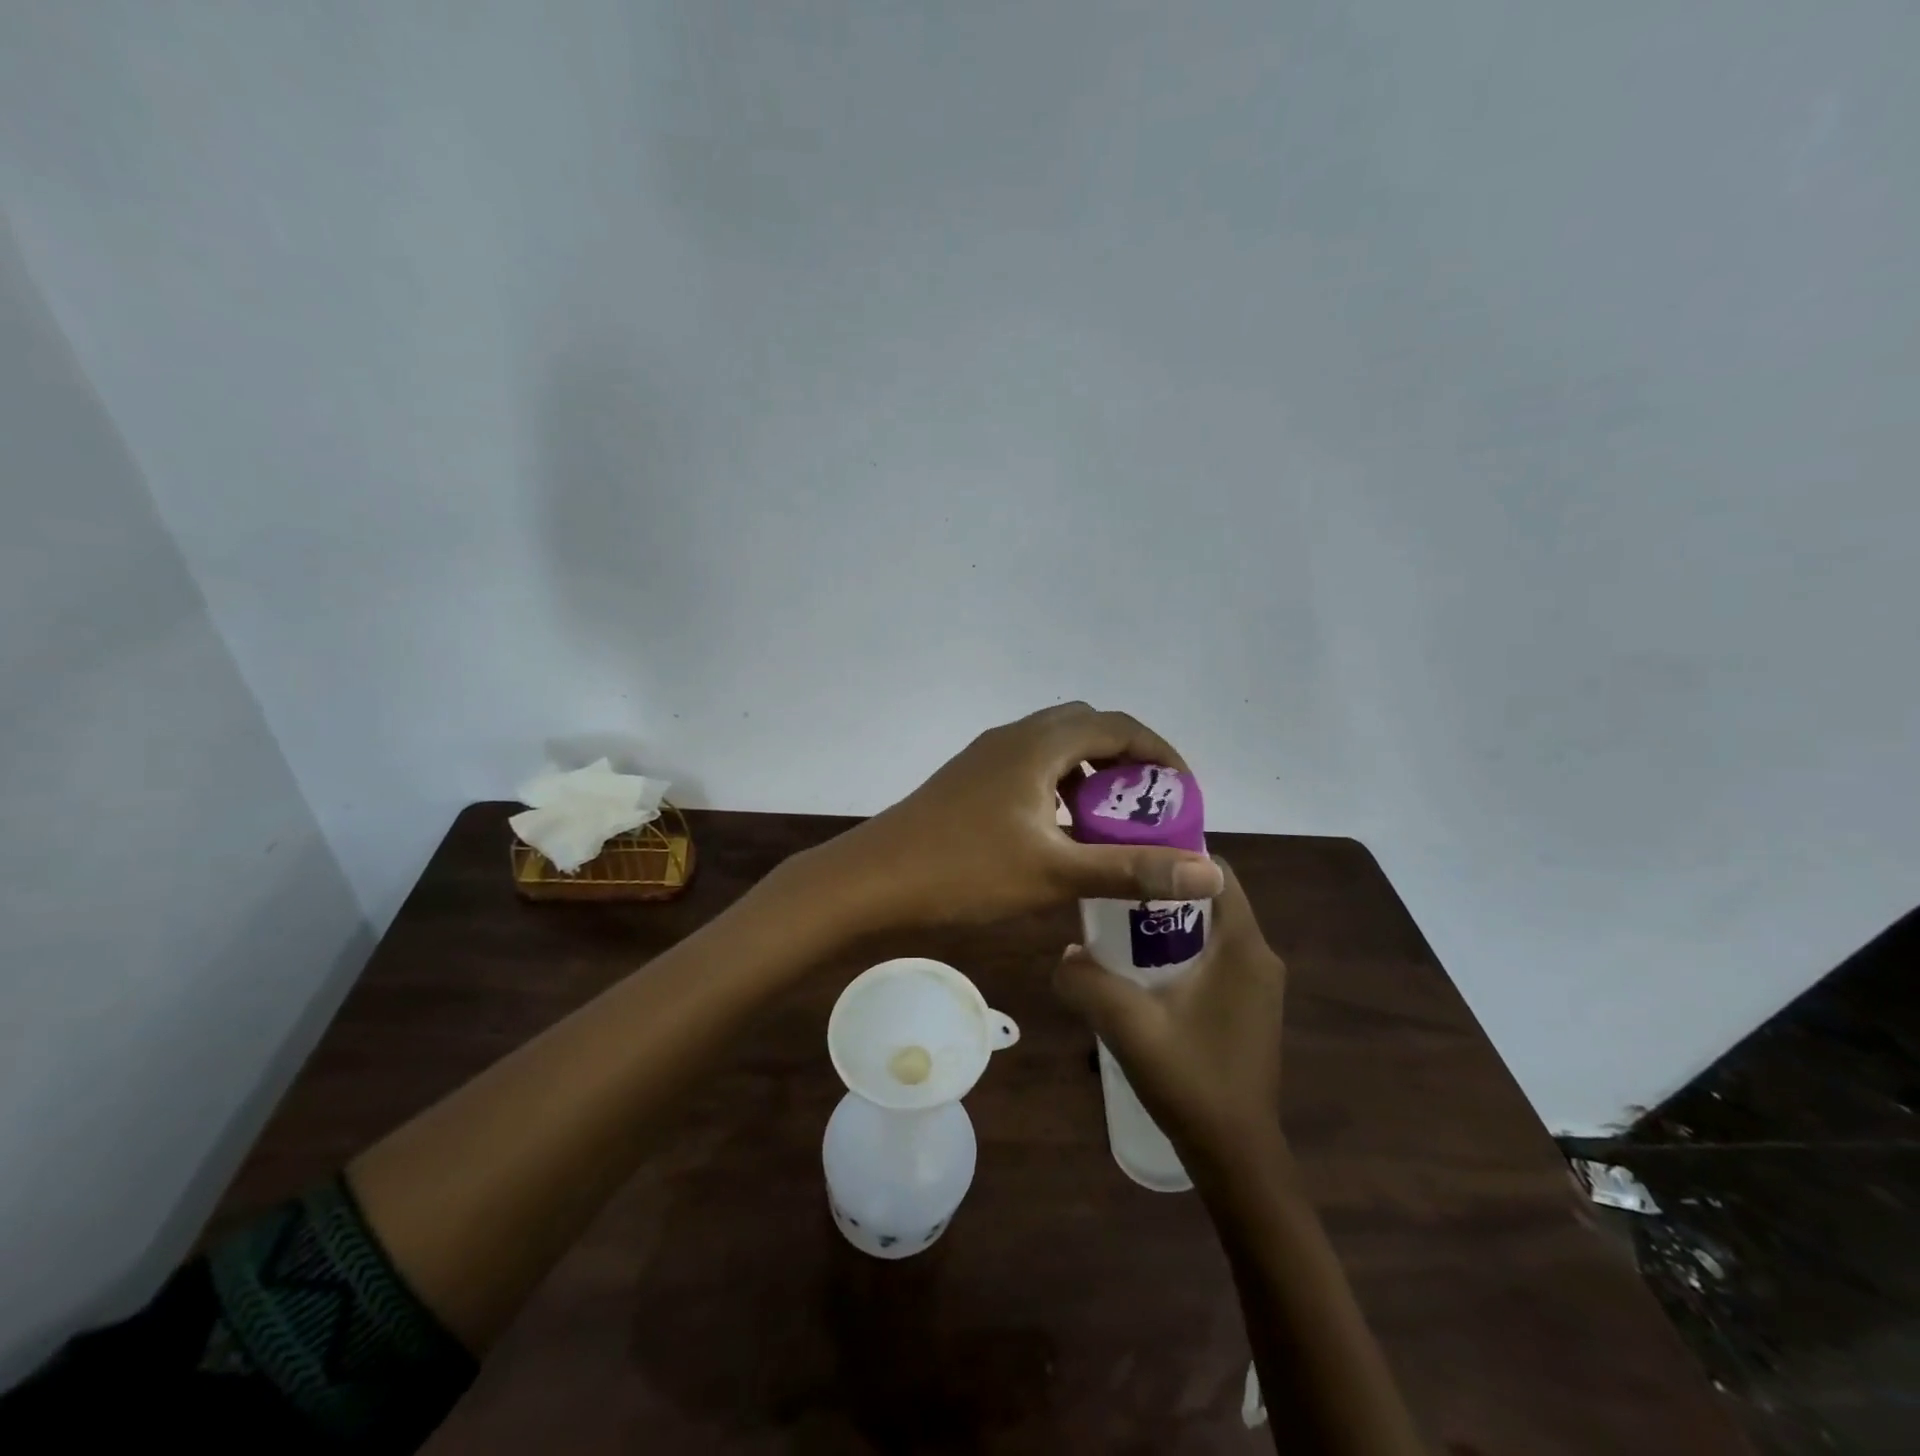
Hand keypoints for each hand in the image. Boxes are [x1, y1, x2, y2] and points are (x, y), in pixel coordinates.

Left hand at [810, 702, 1223, 930]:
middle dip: (1127, 760)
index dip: (1161, 754)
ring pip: (1055, 747)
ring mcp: (986, 755)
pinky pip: (1030, 766)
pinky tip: (1059, 831)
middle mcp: (1014, 736)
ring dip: (1090, 773)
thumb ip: (1132, 870)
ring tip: (1110, 820)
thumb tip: (1210, 872)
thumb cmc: (965, 871)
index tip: (1184, 794)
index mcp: (1039, 744)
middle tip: (1149, 806)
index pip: (1119, 726)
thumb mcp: (1055, 873)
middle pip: (1088, 728)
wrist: (873, 879)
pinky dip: (1059, 786)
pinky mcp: (969, 778)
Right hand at [1054, 861, 1286, 1171]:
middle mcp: (1259, 956)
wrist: (1236, 1156)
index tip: (1127, 856)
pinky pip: (1213, 958)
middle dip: (1160, 891)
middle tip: (1111, 896)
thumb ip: (1087, 982)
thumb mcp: (1128, 1026)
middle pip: (1208, 899)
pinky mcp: (1249, 1007)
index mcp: (1243, 947)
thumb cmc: (1191, 1081)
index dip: (1173, 854)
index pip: (1215, 871)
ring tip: (1117, 933)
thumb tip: (1064, 954)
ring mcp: (1257, 985)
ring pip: (1209, 930)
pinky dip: (1179, 952)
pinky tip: (1141, 976)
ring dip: (1166, 925)